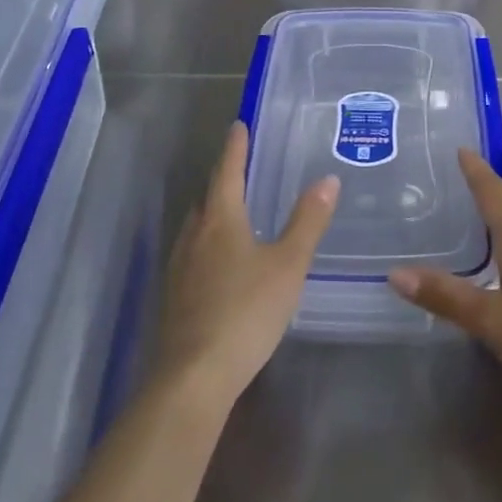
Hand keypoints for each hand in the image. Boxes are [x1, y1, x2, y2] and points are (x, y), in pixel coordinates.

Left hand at [151, 123, 336, 410]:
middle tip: (241, 170)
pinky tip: (220, 266)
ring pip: (196, 229)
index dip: (235, 148)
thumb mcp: (288, 264)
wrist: (194, 376)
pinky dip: (207, 247)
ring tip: (233, 214)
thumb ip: (308, 222)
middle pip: (207, 199)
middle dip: (223, 182)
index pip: (227, 172)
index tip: (238, 125)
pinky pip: (192, 257)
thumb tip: (327, 179)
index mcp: (220, 220)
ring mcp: (179, 269)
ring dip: (212, 214)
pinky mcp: (174, 298)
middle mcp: (194, 237)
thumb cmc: (246, 311)